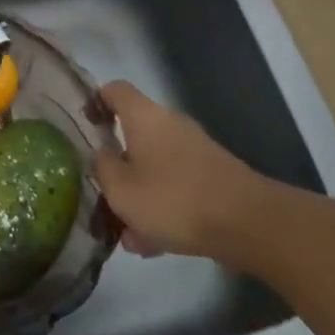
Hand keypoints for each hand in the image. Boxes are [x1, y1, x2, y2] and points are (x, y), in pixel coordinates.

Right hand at [91, 81, 267, 261]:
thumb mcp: (121, 190)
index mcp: (144, 117)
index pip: (114, 89)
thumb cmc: (174, 199)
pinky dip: (163, 207)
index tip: (86, 125)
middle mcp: (170, 124)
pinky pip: (176, 186)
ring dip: (139, 195)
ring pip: (154, 167)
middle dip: (117, 166)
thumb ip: (102, 168)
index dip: (96, 101)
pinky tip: (156, 245)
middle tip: (103, 195)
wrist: (248, 223)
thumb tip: (100, 155)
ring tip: (129, 235)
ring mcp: (195, 150)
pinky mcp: (213, 176)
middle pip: (134, 135)